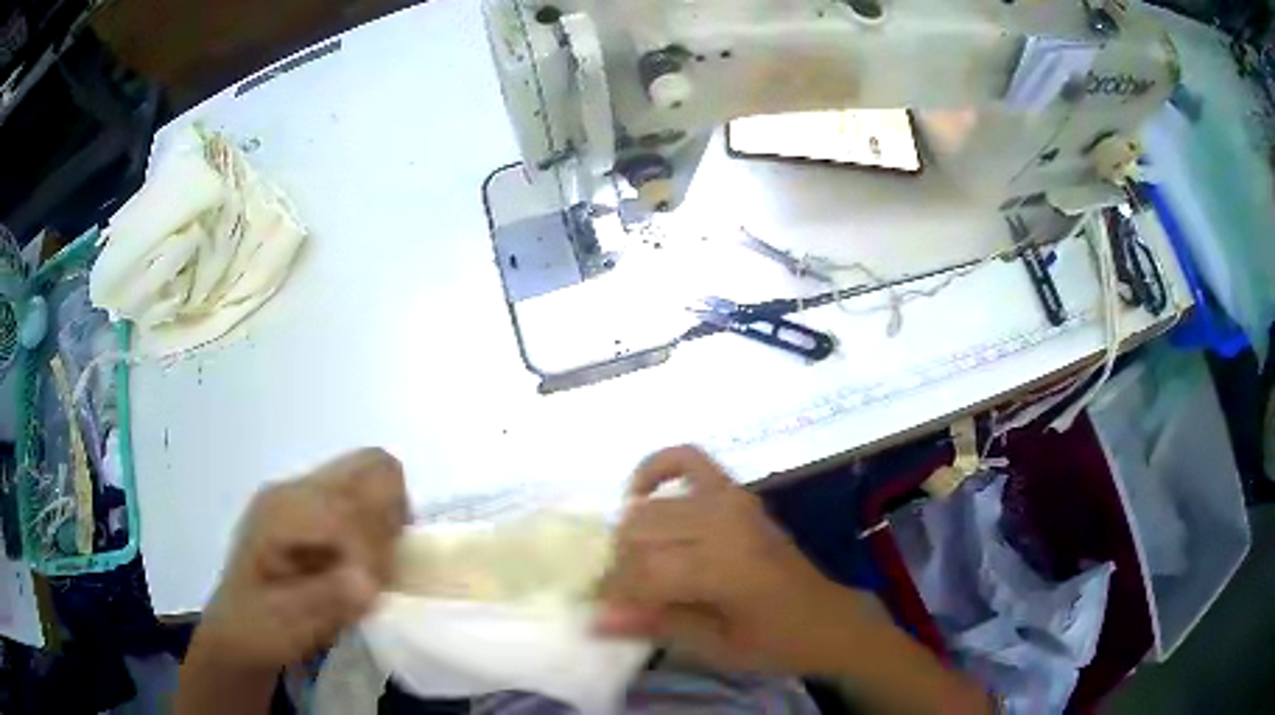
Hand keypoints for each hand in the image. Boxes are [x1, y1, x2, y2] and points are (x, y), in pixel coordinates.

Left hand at [191, 448, 407, 671]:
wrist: (238, 628)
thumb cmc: (258, 628)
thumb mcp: (285, 626)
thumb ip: (325, 600)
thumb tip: (368, 581)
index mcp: (280, 512)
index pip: (349, 505)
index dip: (373, 549)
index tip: (372, 591)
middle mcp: (294, 489)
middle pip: (371, 466)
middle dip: (391, 519)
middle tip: (383, 568)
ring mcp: (305, 493)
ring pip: (374, 477)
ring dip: (388, 522)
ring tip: (372, 568)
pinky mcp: (316, 506)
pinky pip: (367, 496)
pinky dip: (381, 525)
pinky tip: (361, 563)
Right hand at [599, 446, 884, 674]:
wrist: (825, 617)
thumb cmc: (775, 642)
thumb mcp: (716, 647)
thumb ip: (656, 625)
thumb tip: (595, 620)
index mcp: (725, 569)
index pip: (643, 571)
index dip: (615, 592)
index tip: (602, 611)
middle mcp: (725, 524)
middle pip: (640, 533)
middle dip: (620, 566)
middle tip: (624, 595)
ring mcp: (732, 501)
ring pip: (652, 507)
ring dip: (631, 534)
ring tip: (636, 565)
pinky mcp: (737, 492)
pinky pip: (687, 459)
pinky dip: (657, 469)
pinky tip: (640, 494)